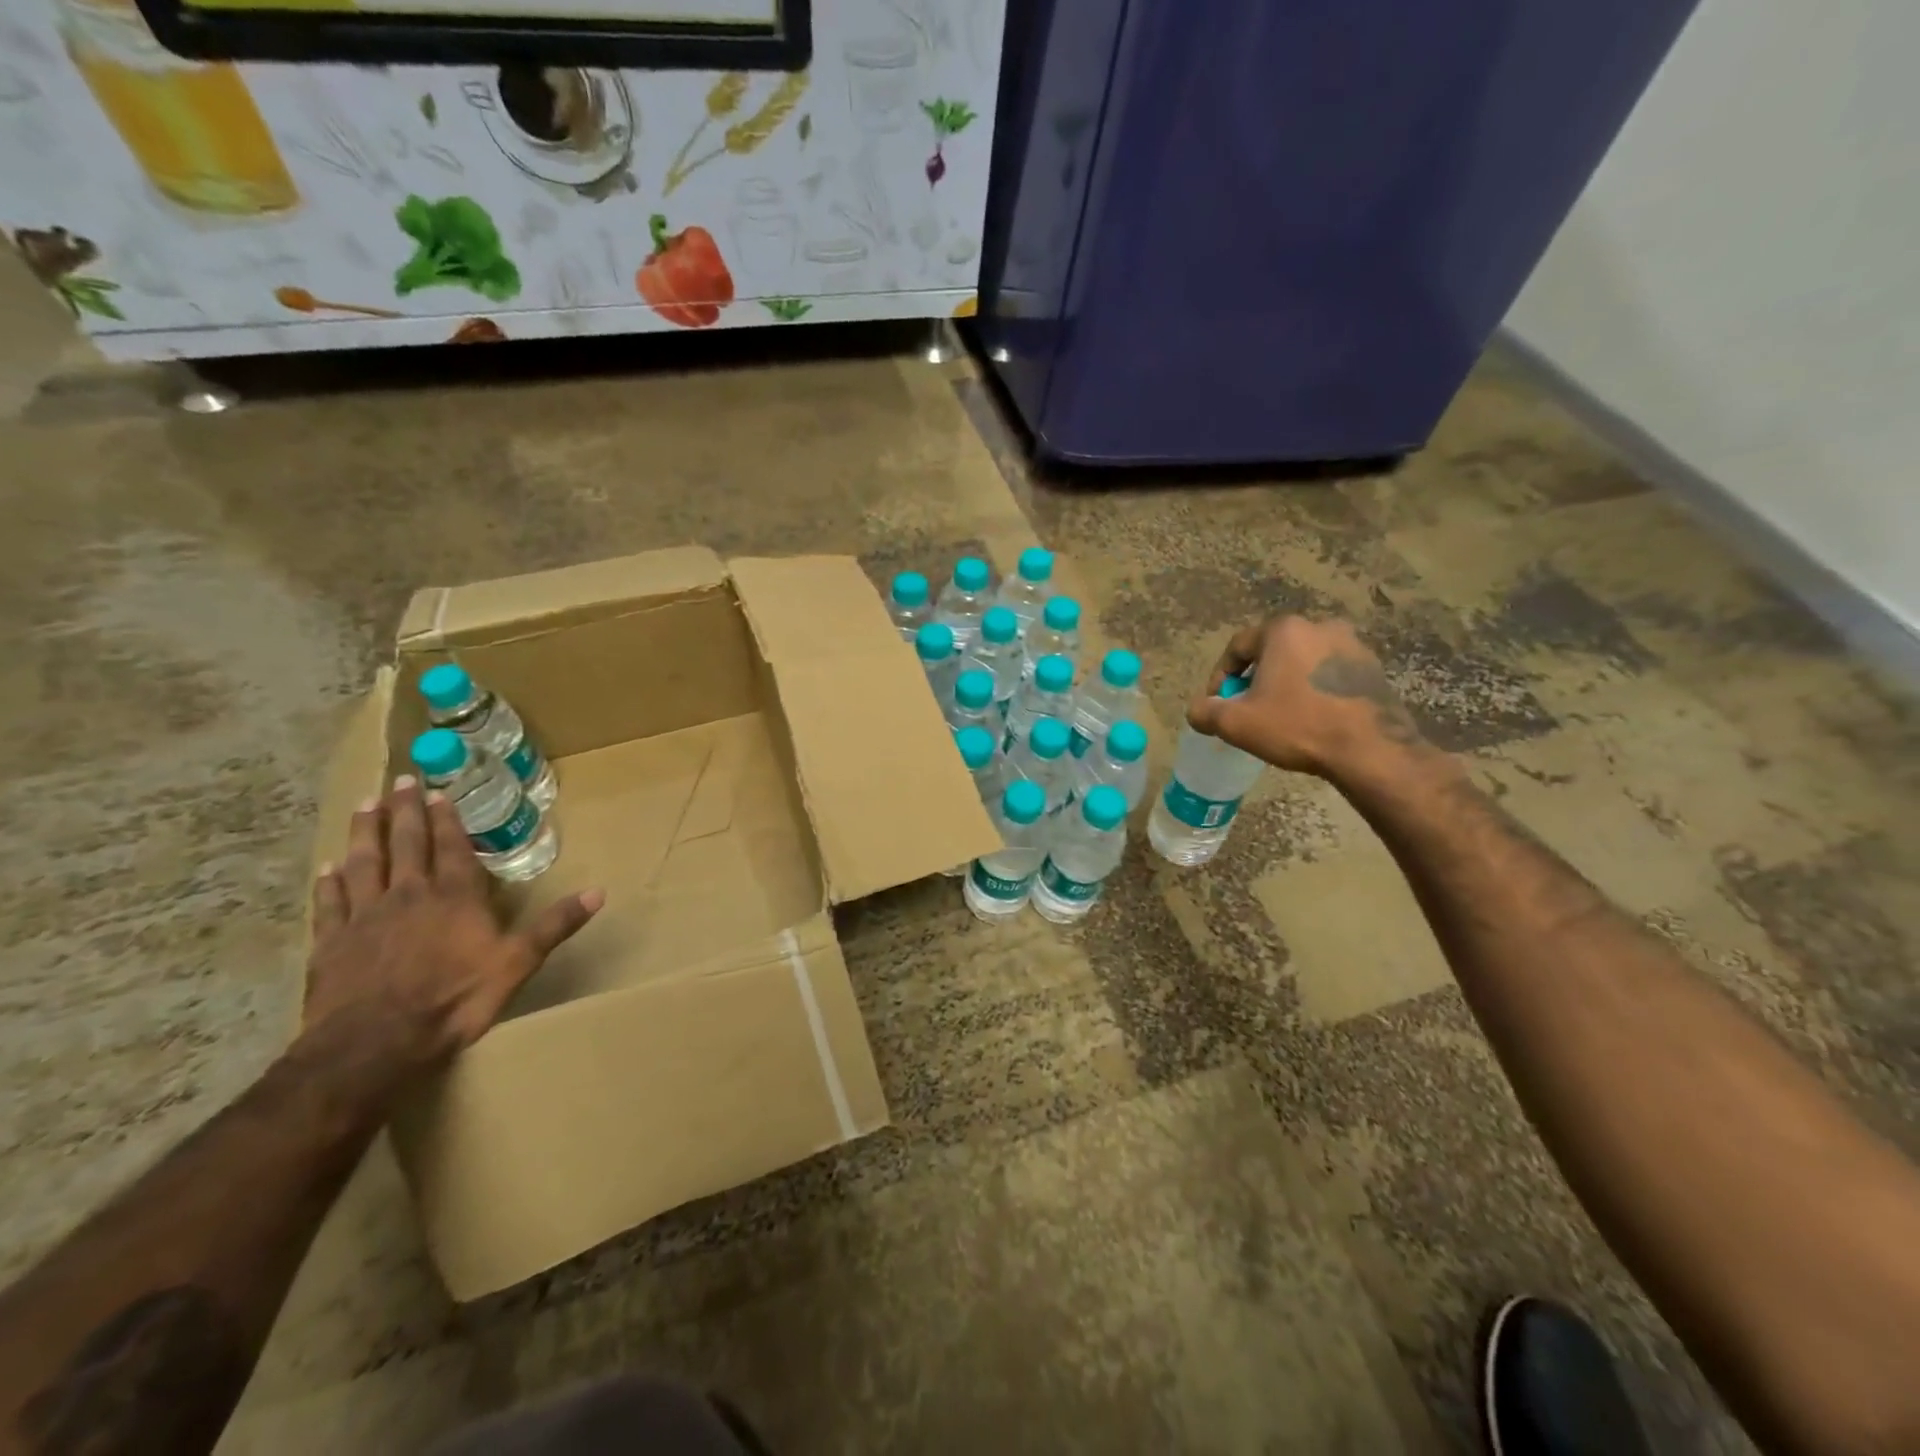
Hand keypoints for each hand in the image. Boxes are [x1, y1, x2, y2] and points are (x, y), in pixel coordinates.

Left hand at [305, 778, 601, 1067]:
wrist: (373, 1043)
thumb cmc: (454, 999)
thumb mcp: (518, 962)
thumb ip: (555, 925)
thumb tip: (599, 892)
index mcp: (454, 897)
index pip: (451, 847)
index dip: (446, 819)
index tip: (438, 793)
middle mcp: (409, 895)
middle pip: (406, 843)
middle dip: (406, 811)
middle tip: (402, 780)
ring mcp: (365, 917)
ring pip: (364, 862)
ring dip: (365, 832)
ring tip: (365, 804)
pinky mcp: (331, 943)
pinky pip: (329, 903)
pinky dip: (328, 882)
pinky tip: (327, 867)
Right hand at [1186, 616, 1428, 780]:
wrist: (1370, 749)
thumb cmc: (1297, 726)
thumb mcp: (1236, 724)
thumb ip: (1205, 712)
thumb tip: (1197, 710)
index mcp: (1283, 630)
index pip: (1238, 647)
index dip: (1220, 677)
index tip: (1217, 704)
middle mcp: (1319, 626)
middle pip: (1272, 652)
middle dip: (1256, 679)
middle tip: (1247, 710)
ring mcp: (1352, 645)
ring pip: (1303, 663)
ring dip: (1287, 684)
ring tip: (1280, 716)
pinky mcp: (1374, 668)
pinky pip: (1330, 675)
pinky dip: (1315, 691)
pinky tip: (1312, 719)